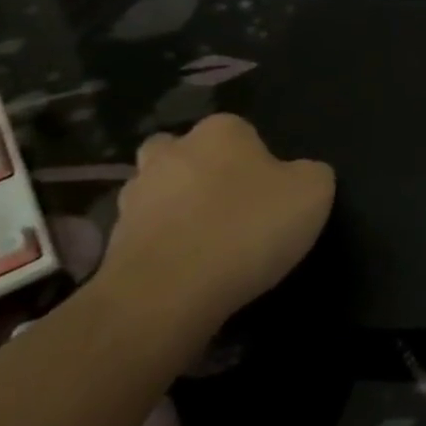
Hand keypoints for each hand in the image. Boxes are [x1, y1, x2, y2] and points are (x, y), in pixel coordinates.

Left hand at [96, 114, 334, 338]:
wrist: (168, 294)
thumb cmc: (247, 228)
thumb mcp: (313, 193)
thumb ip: (311, 173)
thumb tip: (299, 176)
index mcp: (220, 131)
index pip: (242, 131)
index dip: (257, 159)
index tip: (270, 192)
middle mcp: (171, 152)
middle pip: (186, 154)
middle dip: (201, 174)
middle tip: (229, 208)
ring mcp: (134, 198)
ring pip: (159, 194)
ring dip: (175, 212)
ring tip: (206, 247)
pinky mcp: (112, 244)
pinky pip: (145, 238)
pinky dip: (162, 250)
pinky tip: (185, 274)